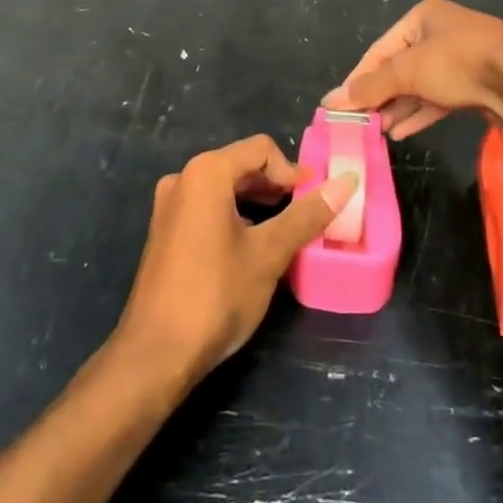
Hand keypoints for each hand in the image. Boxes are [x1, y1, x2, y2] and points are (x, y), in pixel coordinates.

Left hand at [117, 136, 356, 383]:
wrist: (155, 353)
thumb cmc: (216, 295)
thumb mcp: (269, 254)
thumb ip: (307, 215)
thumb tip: (347, 182)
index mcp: (206, 172)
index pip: (261, 149)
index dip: (292, 171)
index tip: (313, 200)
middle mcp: (183, 178)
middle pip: (241, 164)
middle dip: (275, 186)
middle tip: (303, 216)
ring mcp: (169, 205)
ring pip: (224, 187)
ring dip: (256, 202)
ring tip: (282, 232)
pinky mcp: (164, 230)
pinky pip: (207, 207)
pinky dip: (234, 215)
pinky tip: (249, 247)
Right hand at [322, 0, 502, 139]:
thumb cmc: (458, 62)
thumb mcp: (408, 71)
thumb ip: (370, 87)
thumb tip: (330, 100)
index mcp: (423, 16)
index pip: (380, 49)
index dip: (359, 78)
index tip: (341, 104)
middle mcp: (441, 33)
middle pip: (400, 68)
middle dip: (380, 96)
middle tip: (361, 122)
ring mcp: (461, 60)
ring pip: (420, 85)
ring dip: (399, 108)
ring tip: (378, 131)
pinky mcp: (475, 84)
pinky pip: (439, 99)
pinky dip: (420, 114)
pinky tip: (401, 132)